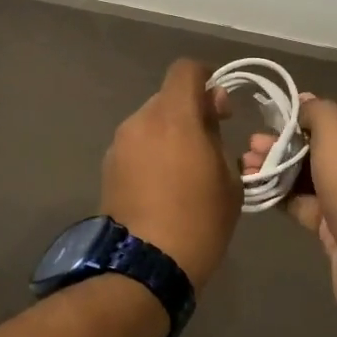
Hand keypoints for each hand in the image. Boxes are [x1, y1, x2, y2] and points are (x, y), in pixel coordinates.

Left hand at [101, 60, 242, 293]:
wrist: (144, 267)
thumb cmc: (199, 220)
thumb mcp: (228, 179)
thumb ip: (217, 137)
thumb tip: (208, 118)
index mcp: (173, 116)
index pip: (185, 70)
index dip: (206, 79)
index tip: (221, 108)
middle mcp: (141, 120)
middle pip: (167, 98)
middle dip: (189, 111)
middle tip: (209, 143)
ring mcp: (119, 144)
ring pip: (150, 122)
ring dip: (169, 134)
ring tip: (185, 171)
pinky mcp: (108, 167)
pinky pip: (136, 145)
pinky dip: (151, 153)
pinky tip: (163, 186)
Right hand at [244, 97, 336, 304]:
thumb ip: (316, 110)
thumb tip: (303, 102)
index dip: (308, 116)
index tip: (275, 119)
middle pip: (329, 146)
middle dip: (287, 143)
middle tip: (253, 143)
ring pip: (317, 175)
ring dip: (281, 167)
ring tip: (245, 163)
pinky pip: (313, 204)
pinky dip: (285, 194)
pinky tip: (256, 185)